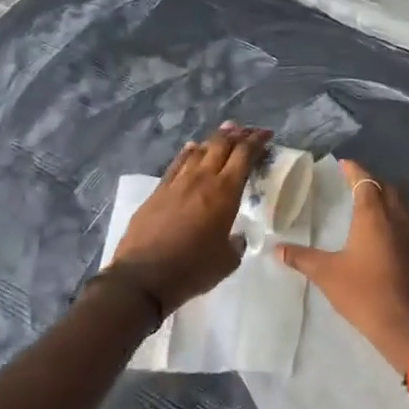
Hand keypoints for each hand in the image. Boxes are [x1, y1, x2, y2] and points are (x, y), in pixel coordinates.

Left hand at [111, 123, 270, 312]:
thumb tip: (235, 237)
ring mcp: (177, 183)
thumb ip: (235, 244)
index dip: (257, 141)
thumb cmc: (192, 270)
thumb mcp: (227, 262)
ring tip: (225, 132)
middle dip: (238, 134)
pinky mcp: (157, 191)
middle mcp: (202, 179)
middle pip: (222, 145)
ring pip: (199, 150)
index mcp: (225, 193)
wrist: (142, 277)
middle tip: (249, 131)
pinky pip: (177, 163)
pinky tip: (192, 148)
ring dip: (214, 139)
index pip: (244, 155)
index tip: (266, 134)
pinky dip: (188, 152)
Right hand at [277, 160, 408, 373]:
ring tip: (369, 202)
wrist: (406, 325)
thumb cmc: (364, 293)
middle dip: (372, 180)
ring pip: (402, 205)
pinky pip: (407, 224)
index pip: (365, 181)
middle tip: (355, 181)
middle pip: (388, 188)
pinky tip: (384, 233)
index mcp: (373, 215)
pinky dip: (395, 217)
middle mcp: (396, 219)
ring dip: (387, 197)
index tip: (343, 163)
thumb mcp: (327, 274)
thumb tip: (277, 248)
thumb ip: (302, 258)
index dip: (354, 170)